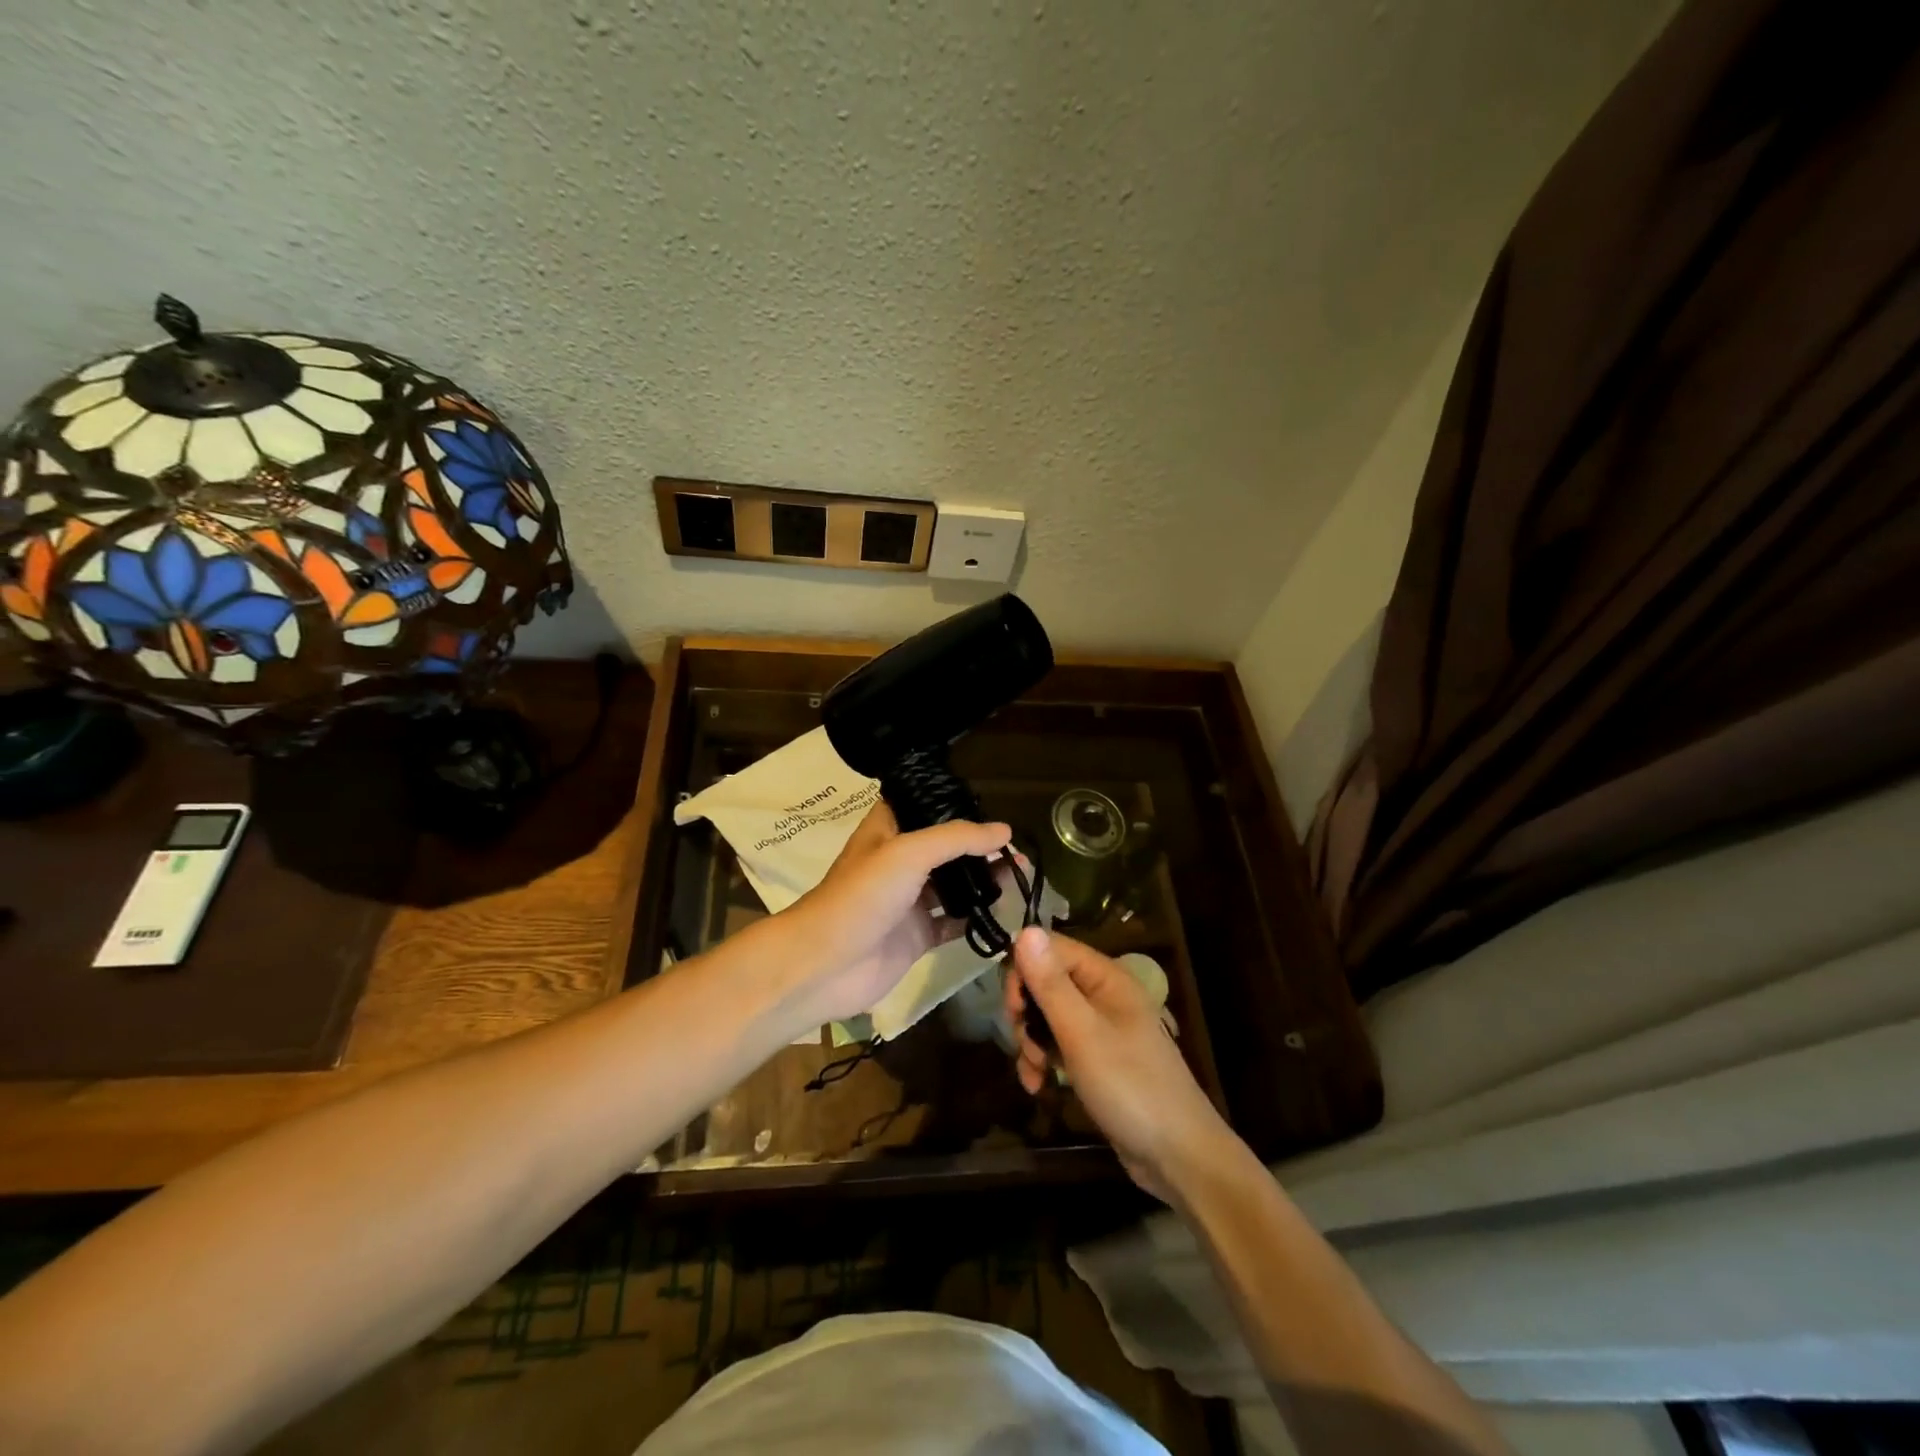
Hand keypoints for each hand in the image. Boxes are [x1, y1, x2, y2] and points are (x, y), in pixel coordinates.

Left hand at [779, 802, 1012, 1026]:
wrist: (826, 965)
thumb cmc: (862, 896)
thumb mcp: (908, 853)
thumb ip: (957, 839)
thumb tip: (1006, 832)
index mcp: (888, 830)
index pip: (924, 806)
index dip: (954, 803)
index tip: (991, 806)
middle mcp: (899, 861)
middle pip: (945, 847)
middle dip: (979, 846)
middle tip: (1019, 848)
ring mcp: (909, 900)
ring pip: (954, 884)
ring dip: (984, 880)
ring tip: (1022, 876)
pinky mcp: (917, 935)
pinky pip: (954, 923)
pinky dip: (977, 918)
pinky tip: (1006, 913)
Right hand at [1007, 927, 1239, 1202]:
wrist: (1179, 1156)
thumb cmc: (1130, 1086)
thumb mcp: (1082, 1033)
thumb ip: (1051, 984)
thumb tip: (1024, 930)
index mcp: (1106, 977)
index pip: (1050, 948)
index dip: (1024, 971)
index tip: (1013, 1009)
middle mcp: (1103, 994)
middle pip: (1045, 982)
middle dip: (1025, 1013)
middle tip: (1024, 1044)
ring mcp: (1102, 1028)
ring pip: (1048, 1016)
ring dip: (1031, 1042)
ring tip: (1034, 1073)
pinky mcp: (1098, 1058)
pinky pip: (1059, 1045)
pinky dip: (1044, 1062)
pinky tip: (1038, 1086)